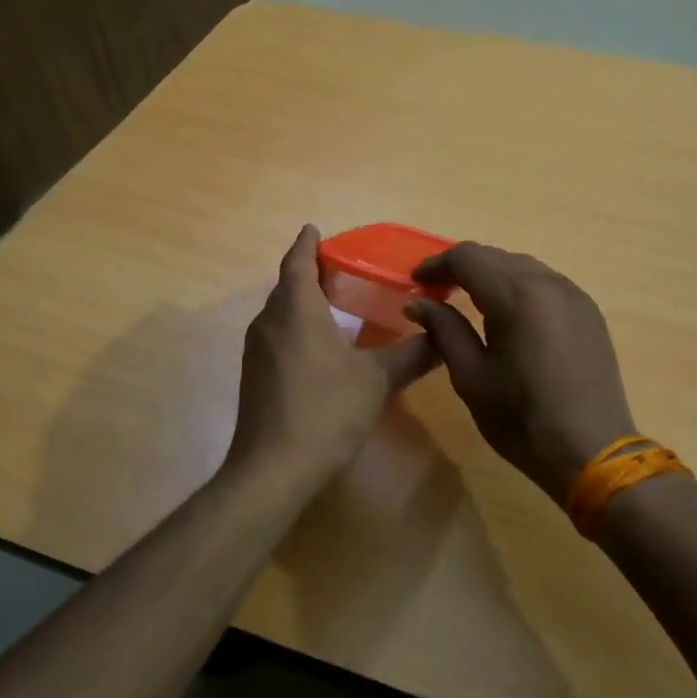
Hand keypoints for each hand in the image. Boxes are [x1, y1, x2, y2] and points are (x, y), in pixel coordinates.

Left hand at [226, 226, 437, 484]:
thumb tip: (441, 335)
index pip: (297, 261)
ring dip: (303, 301)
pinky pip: (278, 335)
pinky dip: (297, 327)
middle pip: (287, 285)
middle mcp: (269, 321)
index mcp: (296, 309)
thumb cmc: (325, 411)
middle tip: (342, 268)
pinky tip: (321, 345)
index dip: (307, 243)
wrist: (273, 469)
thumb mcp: (377, 380)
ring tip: (335, 302)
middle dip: (309, 272)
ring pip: (281, 312)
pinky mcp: (255, 375)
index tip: (315, 229)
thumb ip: (412, 354)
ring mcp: (257, 350)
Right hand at [405, 243, 637, 504]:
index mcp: (516, 295)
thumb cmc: (522, 419)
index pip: (467, 257)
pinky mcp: (589, 312)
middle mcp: (548, 283)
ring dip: (492, 275)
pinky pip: (547, 283)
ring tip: (470, 301)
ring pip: (523, 267)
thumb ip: (444, 330)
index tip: (416, 284)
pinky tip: (509, 314)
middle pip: (496, 256)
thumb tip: (417, 302)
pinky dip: (520, 287)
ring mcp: (574, 295)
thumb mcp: (471, 376)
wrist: (592, 451)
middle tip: (437, 293)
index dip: (436, 265)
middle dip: (462, 268)